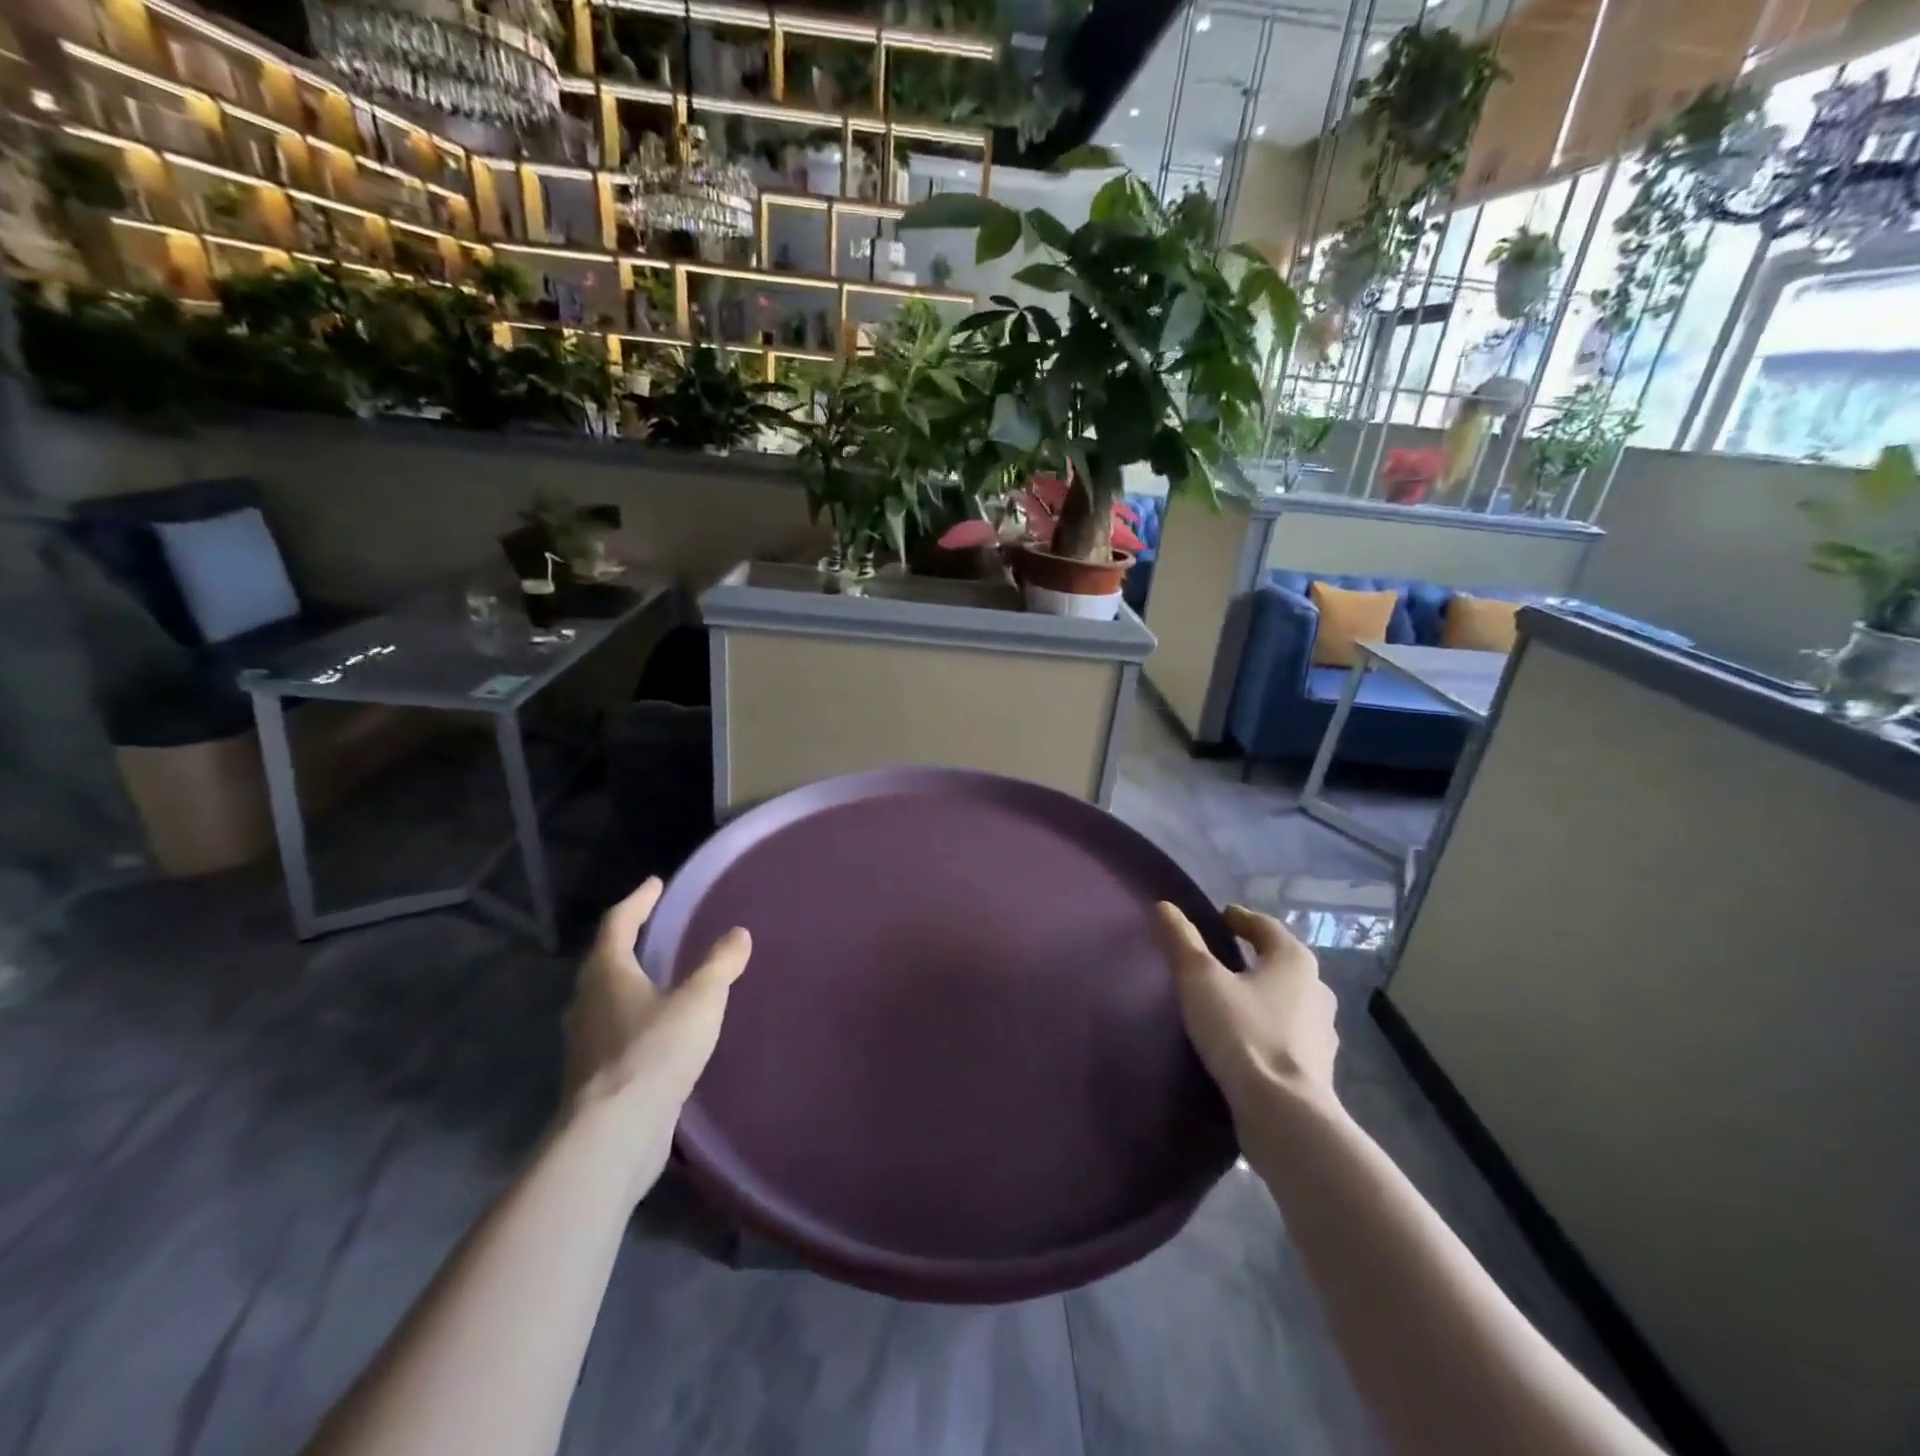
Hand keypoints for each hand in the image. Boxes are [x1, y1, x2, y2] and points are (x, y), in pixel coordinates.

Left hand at [561, 878, 750, 1199]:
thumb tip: (738, 934)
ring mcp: (585, 1042)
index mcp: (607, 973)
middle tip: (654, 927)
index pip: (618, 923)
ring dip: (627, 981)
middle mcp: (587, 1002)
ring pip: (604, 998)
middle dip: (628, 940)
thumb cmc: (655, 1052)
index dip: (638, 901)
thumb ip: (720, 965)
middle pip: (604, 960)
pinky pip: (613, 1031)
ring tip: (658, 976)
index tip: (655, 884)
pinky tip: (656, 1030)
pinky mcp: (593, 1076)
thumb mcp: (700, 1000)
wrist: (613, 1135)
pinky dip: (632, 1017)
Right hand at [1154, 902, 1339, 1118]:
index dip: (1241, 919)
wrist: (1283, 1114)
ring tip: (1232, 1001)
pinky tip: (1248, 1040)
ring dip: (1264, 995)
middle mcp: (1317, 990)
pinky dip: (1269, 1028)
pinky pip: (1289, 1035)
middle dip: (1255, 958)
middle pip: (1282, 963)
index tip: (1221, 917)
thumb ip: (1182, 941)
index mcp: (1294, 961)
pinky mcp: (1318, 1069)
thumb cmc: (1242, 1032)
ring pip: (1289, 1001)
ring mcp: (1323, 1033)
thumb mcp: (1200, 980)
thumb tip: (1165, 906)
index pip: (1266, 927)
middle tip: (1224, 958)